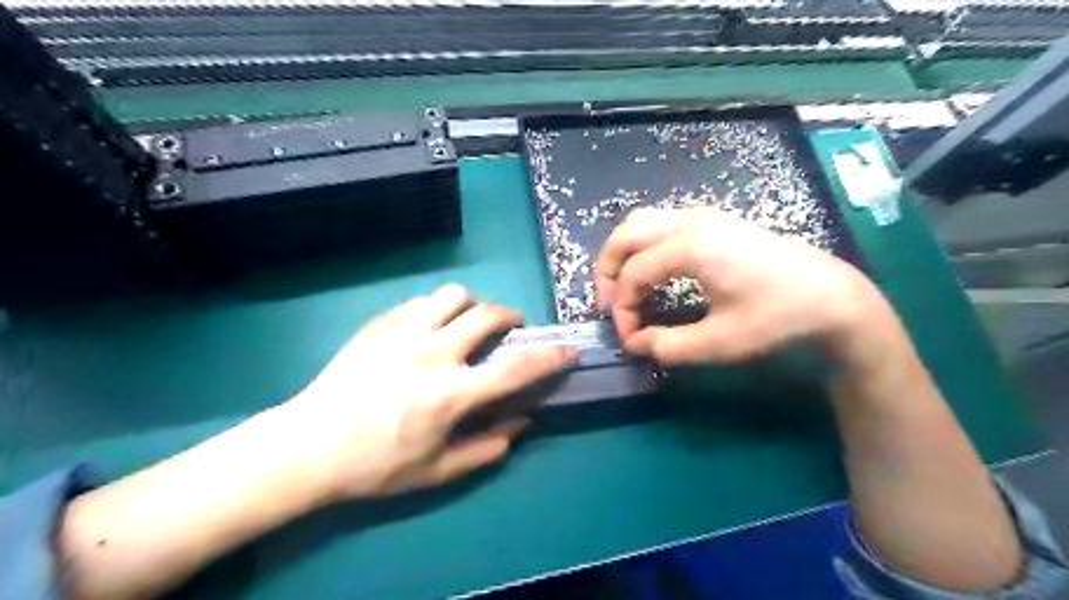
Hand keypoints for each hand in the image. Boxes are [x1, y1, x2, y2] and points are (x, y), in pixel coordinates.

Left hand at [278, 284, 571, 501]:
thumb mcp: (436, 471)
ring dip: (471, 306)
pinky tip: (428, 330)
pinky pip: (421, 301)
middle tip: (510, 329)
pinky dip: (437, 310)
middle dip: (510, 317)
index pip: (514, 369)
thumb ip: (486, 448)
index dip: (549, 358)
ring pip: (454, 295)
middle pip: (488, 314)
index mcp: (450, 394)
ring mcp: (403, 332)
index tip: (569, 350)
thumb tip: (521, 424)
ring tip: (466, 324)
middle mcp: (432, 353)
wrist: (308, 445)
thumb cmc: (375, 465)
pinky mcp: (380, 323)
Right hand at [593, 207, 886, 366]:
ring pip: (642, 223)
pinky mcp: (715, 221)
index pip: (633, 275)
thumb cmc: (777, 319)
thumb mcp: (720, 343)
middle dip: (609, 270)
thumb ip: (668, 346)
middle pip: (625, 234)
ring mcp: (703, 216)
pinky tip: (654, 272)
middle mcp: (690, 221)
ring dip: (624, 253)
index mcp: (689, 246)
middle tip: (611, 305)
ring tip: (626, 288)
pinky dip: (644, 246)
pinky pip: (661, 224)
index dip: (622, 309)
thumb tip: (635, 343)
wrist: (833, 297)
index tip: (630, 338)